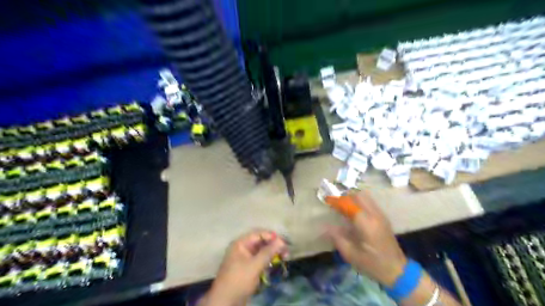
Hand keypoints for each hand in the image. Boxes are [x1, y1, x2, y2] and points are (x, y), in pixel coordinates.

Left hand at [202, 230, 288, 305]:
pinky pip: (259, 259)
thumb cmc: (239, 280)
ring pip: (261, 251)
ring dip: (272, 252)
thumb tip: (281, 241)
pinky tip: (276, 262)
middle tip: (286, 251)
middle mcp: (242, 248)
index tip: (285, 242)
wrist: (225, 302)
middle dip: (274, 245)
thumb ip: (268, 252)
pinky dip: (268, 260)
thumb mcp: (255, 265)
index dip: (272, 237)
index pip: (259, 234)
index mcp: (241, 243)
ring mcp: (244, 258)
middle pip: (261, 242)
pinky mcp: (247, 267)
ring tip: (284, 257)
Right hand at [326, 193, 405, 285]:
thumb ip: (337, 238)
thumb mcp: (351, 254)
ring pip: (365, 197)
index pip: (349, 204)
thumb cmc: (372, 264)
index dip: (337, 201)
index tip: (327, 201)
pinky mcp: (383, 218)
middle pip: (359, 195)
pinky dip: (360, 202)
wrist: (397, 271)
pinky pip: (370, 203)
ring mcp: (381, 215)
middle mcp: (375, 215)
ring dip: (353, 198)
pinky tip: (354, 214)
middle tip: (336, 204)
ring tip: (344, 207)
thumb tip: (325, 226)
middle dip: (345, 197)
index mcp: (366, 223)